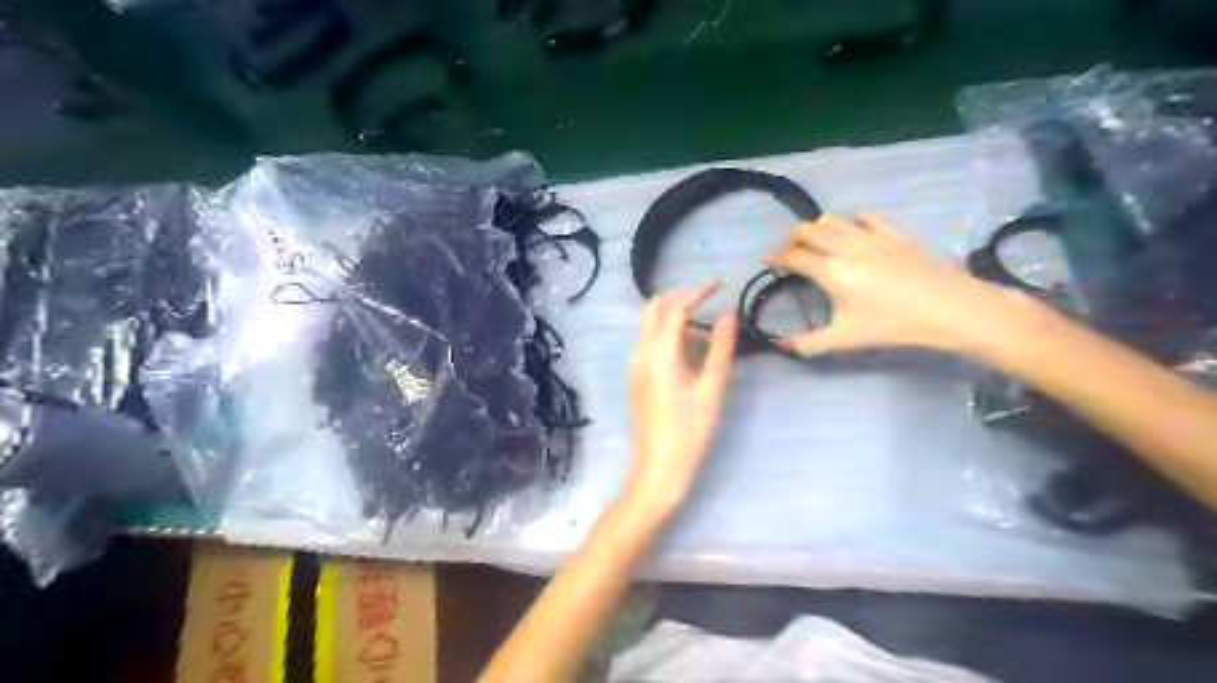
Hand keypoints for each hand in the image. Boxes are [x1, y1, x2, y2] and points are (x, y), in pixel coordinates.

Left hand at [633, 280, 735, 510]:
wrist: (658, 468)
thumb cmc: (690, 430)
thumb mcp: (712, 388)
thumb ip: (720, 348)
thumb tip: (728, 314)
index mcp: (659, 354)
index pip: (675, 307)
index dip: (697, 291)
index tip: (720, 284)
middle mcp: (641, 353)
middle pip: (654, 308)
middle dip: (680, 296)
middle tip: (709, 296)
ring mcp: (636, 365)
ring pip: (652, 326)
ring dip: (678, 318)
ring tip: (711, 333)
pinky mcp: (638, 377)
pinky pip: (652, 344)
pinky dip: (672, 336)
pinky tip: (695, 353)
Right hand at [762, 210, 1029, 355]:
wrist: (949, 308)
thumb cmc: (894, 325)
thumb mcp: (846, 339)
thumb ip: (809, 343)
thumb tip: (781, 346)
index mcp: (831, 271)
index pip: (794, 256)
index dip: (775, 257)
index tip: (766, 260)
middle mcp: (845, 247)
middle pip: (808, 230)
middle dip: (791, 238)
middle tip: (789, 253)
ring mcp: (871, 236)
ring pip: (832, 219)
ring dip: (816, 228)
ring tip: (815, 242)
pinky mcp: (894, 232)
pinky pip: (864, 215)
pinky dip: (849, 220)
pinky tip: (850, 230)